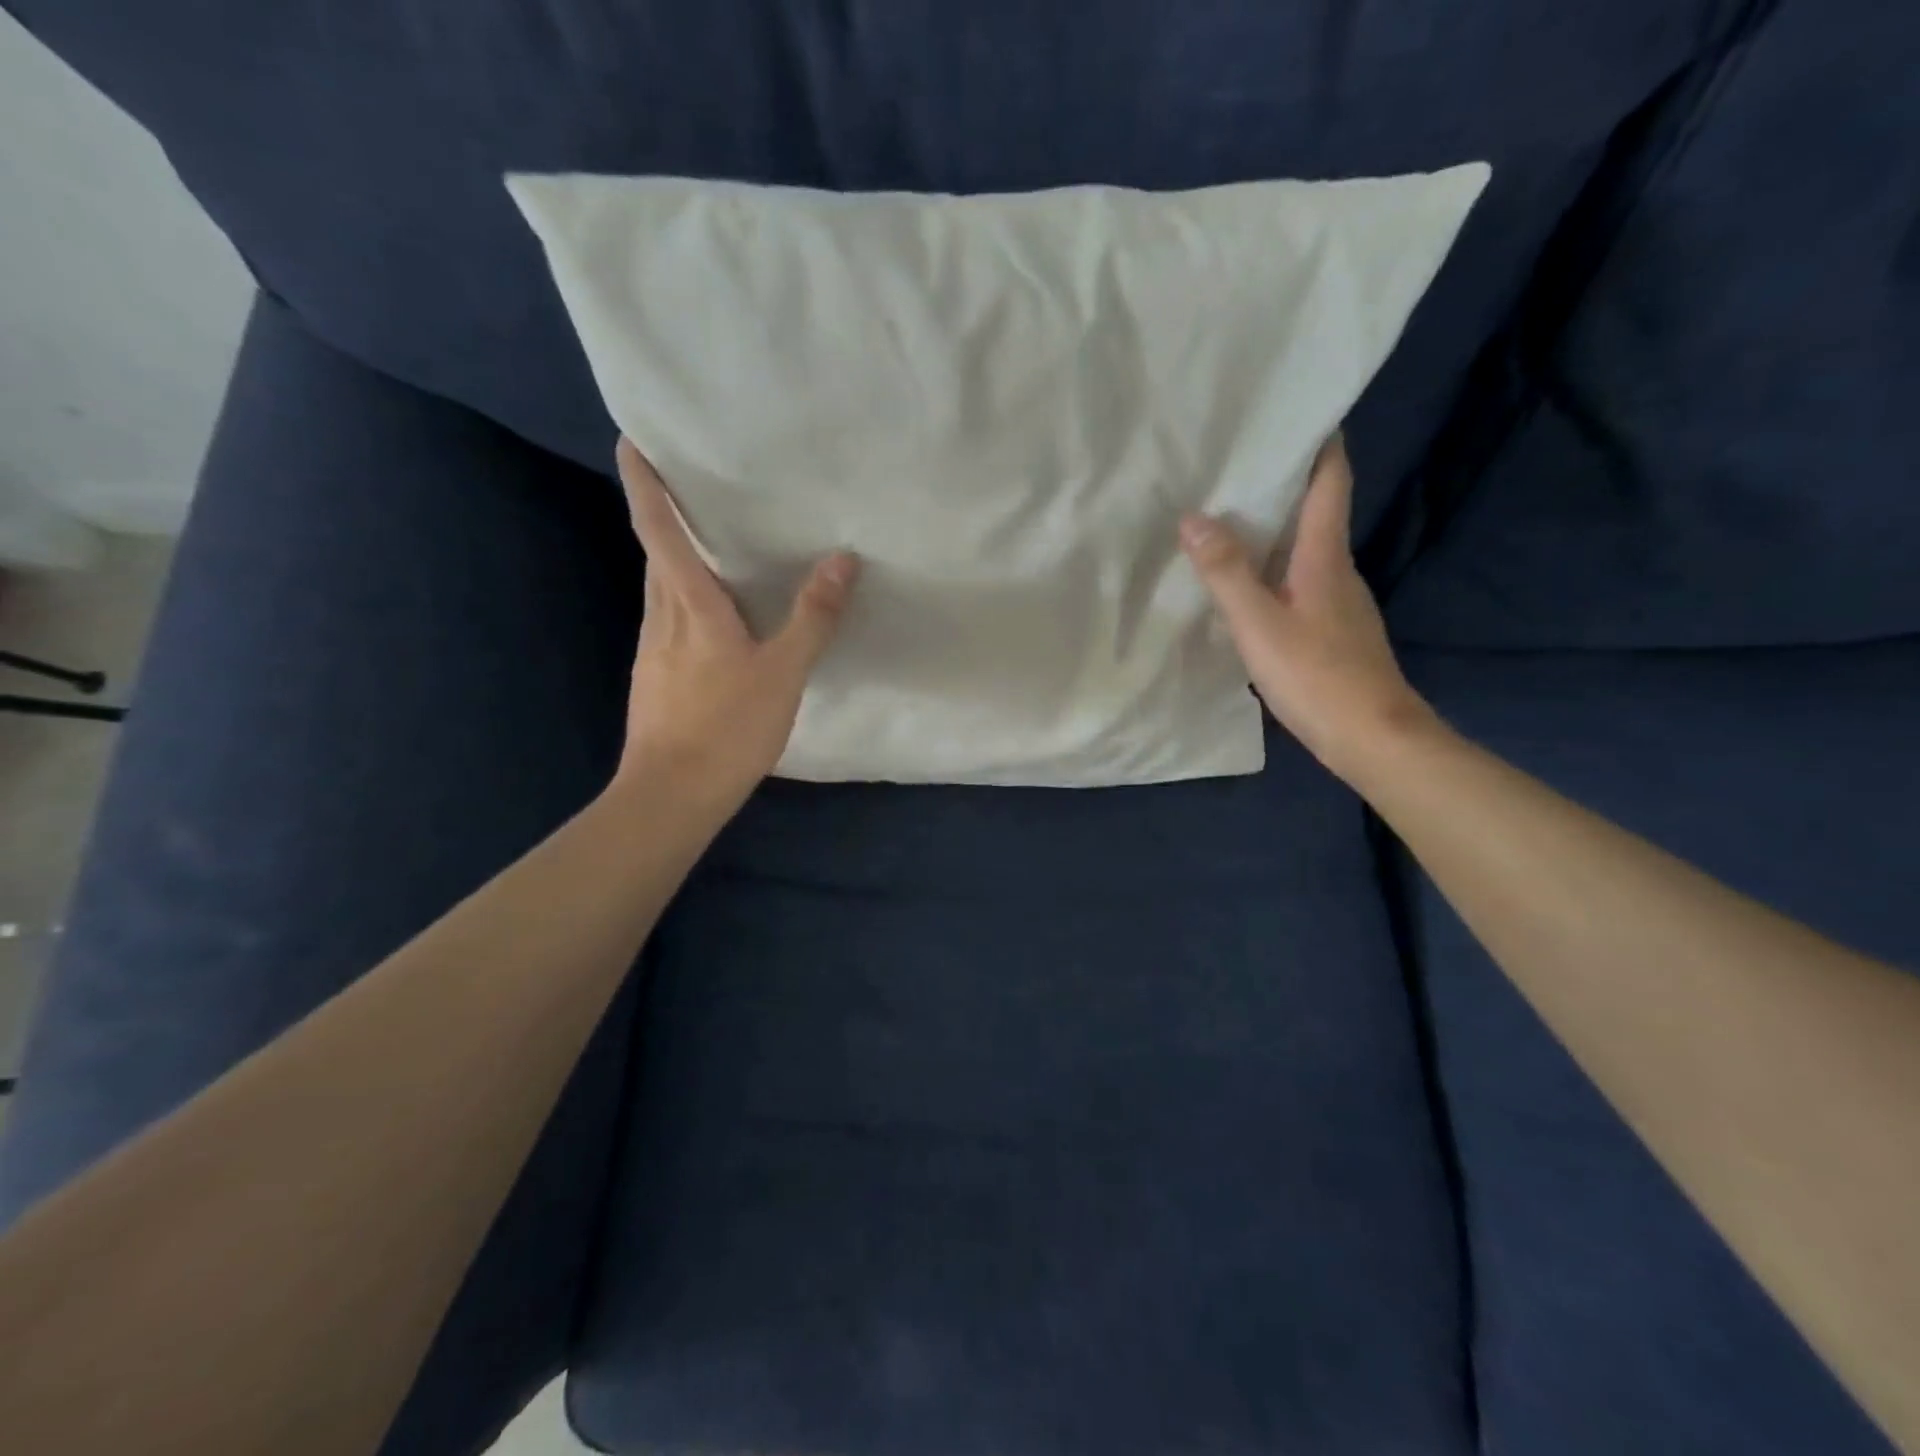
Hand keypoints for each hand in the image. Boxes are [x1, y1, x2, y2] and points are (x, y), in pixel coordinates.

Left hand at [613, 438, 857, 805]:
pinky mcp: (654, 679)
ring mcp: (652, 651)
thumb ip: (812, 617)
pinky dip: (684, 601)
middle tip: (687, 484)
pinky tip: (712, 620)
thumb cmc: (726, 728)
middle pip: (654, 554)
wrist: (671, 795)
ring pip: (660, 590)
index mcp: (689, 606)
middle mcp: (661, 618)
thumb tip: (842, 559)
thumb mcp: (782, 673)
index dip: (645, 484)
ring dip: (674, 559)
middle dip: (662, 514)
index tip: (630, 440)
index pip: (659, 530)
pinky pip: (668, 622)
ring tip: (708, 544)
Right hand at [1179, 433, 1433, 782]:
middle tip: (1233, 468)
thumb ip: (1226, 571)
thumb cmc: (1316, 675)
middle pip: (1315, 512)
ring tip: (1225, 522)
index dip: (1320, 444)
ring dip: (1272, 532)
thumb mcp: (1259, 623)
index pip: (1330, 482)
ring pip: (1304, 551)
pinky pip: (1299, 583)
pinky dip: (1273, 571)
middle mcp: (1338, 569)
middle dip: (1281, 485)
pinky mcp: (1332, 631)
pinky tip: (1245, 587)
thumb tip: (1193, 517)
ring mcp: (1339, 602)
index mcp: (1325, 556)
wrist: (1372, 737)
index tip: (1297, 412)